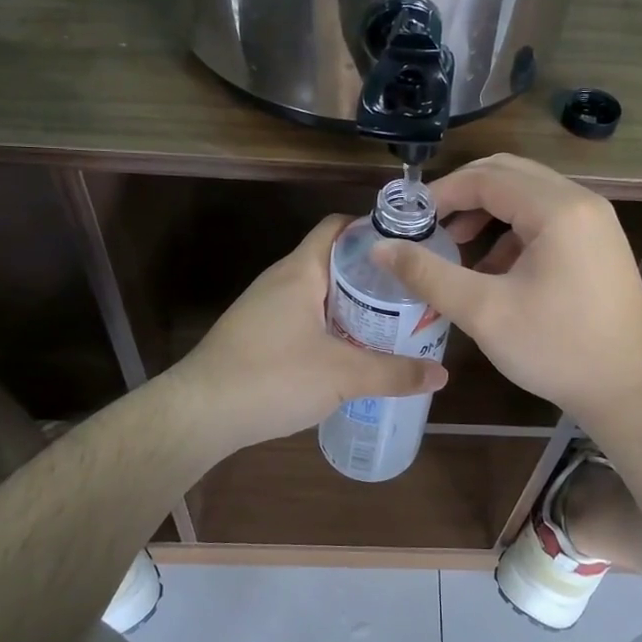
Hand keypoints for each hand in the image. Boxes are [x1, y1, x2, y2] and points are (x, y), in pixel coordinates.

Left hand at [176, 214, 447, 457]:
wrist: (199, 414)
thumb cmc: (272, 377)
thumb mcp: (342, 376)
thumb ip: (394, 373)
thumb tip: (442, 374)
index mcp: (301, 272)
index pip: (338, 227)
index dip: (374, 230)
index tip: (410, 249)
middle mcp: (281, 281)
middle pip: (334, 262)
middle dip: (373, 276)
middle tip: (412, 294)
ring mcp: (266, 308)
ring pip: (319, 294)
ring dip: (353, 306)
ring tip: (392, 324)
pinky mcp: (259, 336)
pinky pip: (305, 319)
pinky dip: (332, 328)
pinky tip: (352, 354)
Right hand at [371, 155, 641, 424]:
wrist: (628, 389)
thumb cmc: (555, 349)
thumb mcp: (483, 311)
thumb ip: (428, 274)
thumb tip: (381, 247)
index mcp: (558, 209)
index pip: (486, 177)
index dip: (442, 193)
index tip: (408, 219)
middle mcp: (581, 202)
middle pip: (509, 174)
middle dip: (464, 195)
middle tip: (429, 225)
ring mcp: (595, 221)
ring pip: (528, 194)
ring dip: (488, 212)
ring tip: (456, 246)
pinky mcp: (599, 243)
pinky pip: (547, 218)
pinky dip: (513, 231)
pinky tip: (493, 268)